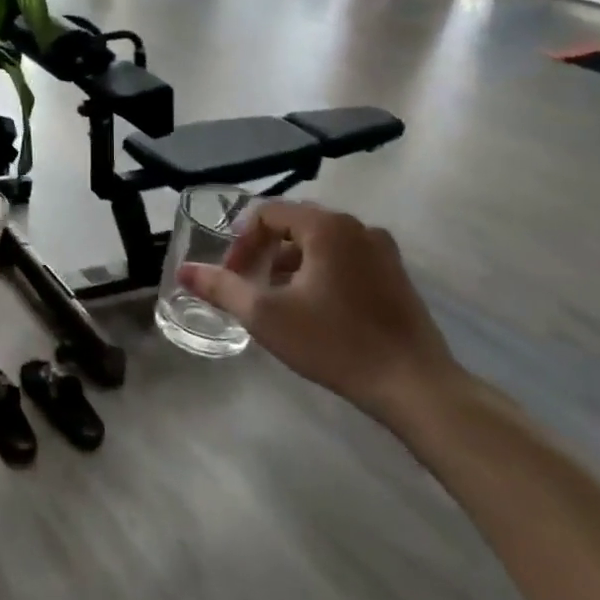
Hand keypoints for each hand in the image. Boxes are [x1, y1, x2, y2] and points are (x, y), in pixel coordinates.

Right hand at [178, 200, 460, 424]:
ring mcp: (382, 251)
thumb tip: (184, 272)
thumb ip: (221, 288)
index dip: (242, 241)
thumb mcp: (266, 315)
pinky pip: (345, 259)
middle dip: (265, 250)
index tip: (233, 274)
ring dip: (291, 263)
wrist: (414, 385)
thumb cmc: (334, 342)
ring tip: (277, 299)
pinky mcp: (396, 276)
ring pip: (321, 243)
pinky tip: (313, 309)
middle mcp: (358, 227)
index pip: (268, 213)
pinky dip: (320, 272)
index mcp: (327, 227)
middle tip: (249, 283)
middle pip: (295, 224)